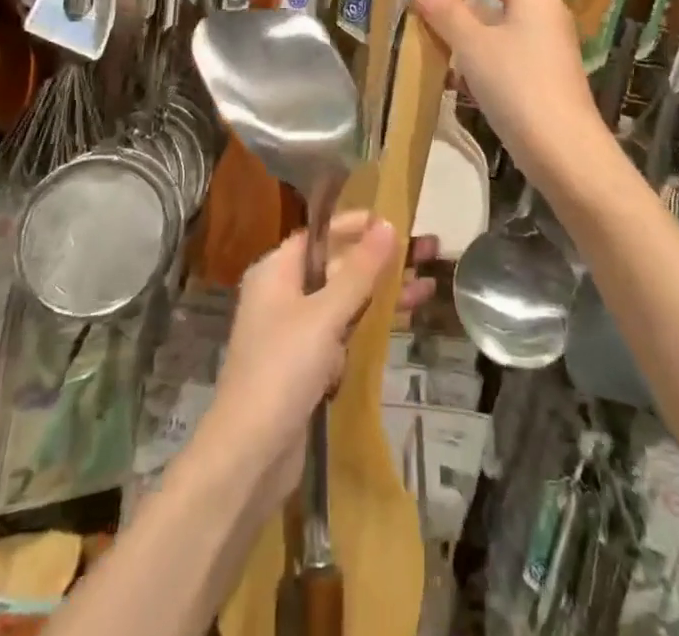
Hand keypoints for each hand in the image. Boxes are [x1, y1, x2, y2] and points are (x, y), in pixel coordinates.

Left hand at [199, 211, 411, 503]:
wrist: (249, 456)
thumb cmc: (282, 370)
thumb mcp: (324, 315)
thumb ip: (359, 271)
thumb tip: (387, 225)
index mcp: (276, 272)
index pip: (319, 235)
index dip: (355, 226)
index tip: (394, 221)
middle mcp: (282, 295)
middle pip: (337, 266)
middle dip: (380, 260)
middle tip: (426, 251)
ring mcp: (295, 333)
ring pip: (345, 301)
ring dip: (383, 293)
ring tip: (429, 285)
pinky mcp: (307, 367)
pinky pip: (344, 332)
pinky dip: (372, 324)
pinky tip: (405, 319)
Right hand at [412, 0, 601, 192]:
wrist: (567, 154)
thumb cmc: (522, 89)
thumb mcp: (476, 48)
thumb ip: (449, 15)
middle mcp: (540, 5)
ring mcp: (542, 37)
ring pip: (496, 8)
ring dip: (465, 12)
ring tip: (428, 24)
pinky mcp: (538, 65)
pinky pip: (500, 38)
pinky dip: (476, 42)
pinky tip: (449, 66)